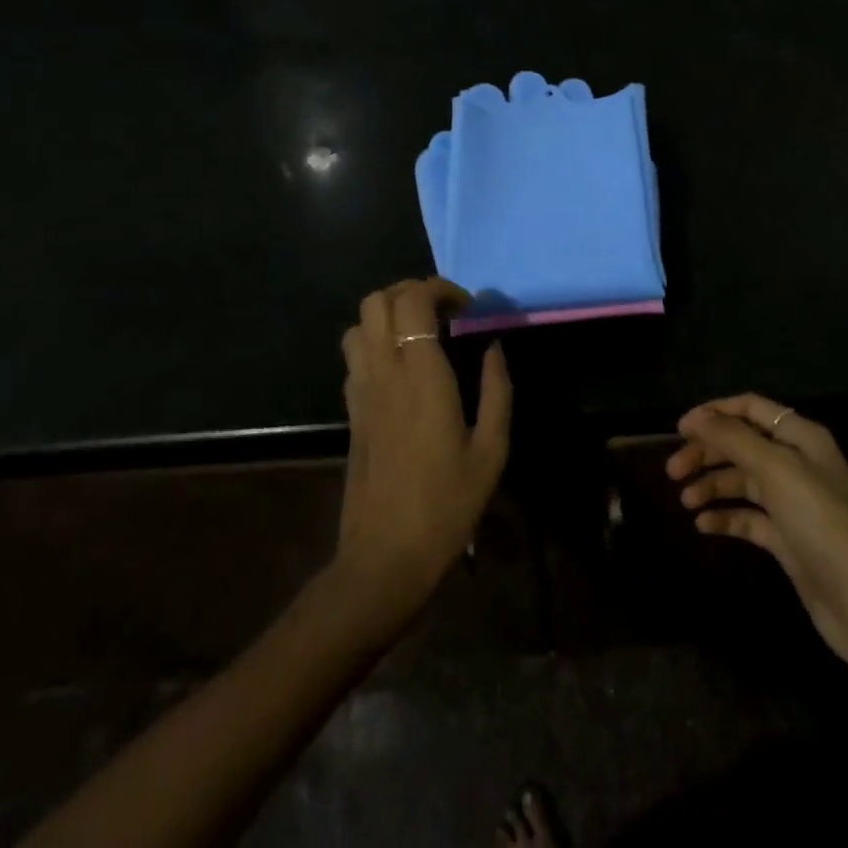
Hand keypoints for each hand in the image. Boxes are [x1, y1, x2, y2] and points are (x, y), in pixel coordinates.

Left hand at [335, 278, 511, 620]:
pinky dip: (374, 341)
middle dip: (411, 291)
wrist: (385, 558)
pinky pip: (353, 355)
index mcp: (421, 377)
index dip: (439, 289)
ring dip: (388, 314)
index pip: (413, 302)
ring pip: (358, 323)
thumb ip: (496, 390)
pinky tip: (402, 366)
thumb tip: (494, 348)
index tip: (466, 308)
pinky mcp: (350, 411)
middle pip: (377, 301)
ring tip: (420, 333)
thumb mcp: (491, 451)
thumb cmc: (447, 505)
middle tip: (443, 313)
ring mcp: (361, 391)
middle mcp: (384, 373)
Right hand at [666, 394, 847, 686]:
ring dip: (712, 485)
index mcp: (802, 438)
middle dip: (707, 453)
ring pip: (743, 482)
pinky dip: (726, 517)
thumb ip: (734, 440)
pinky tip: (703, 525)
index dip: (715, 413)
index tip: (679, 428)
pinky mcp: (789, 540)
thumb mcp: (777, 471)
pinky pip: (749, 518)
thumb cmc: (824, 524)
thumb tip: (695, 418)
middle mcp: (798, 464)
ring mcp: (794, 504)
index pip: (751, 408)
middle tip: (672, 471)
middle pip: (742, 445)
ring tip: (685, 500)